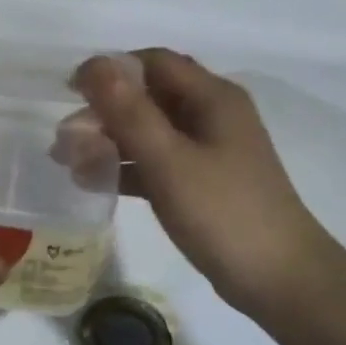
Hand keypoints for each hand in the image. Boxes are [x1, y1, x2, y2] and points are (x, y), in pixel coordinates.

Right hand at [76, 49, 345, 320]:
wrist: (281, 281)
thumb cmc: (224, 213)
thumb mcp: (170, 160)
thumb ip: (130, 112)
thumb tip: (94, 64)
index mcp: (212, 97)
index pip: (153, 62)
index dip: (110, 70)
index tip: (70, 93)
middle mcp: (211, 115)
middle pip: (148, 96)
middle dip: (103, 111)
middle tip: (64, 139)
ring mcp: (208, 151)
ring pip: (149, 131)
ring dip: (108, 140)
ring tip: (67, 161)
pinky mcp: (202, 183)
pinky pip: (156, 162)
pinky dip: (125, 167)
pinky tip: (92, 183)